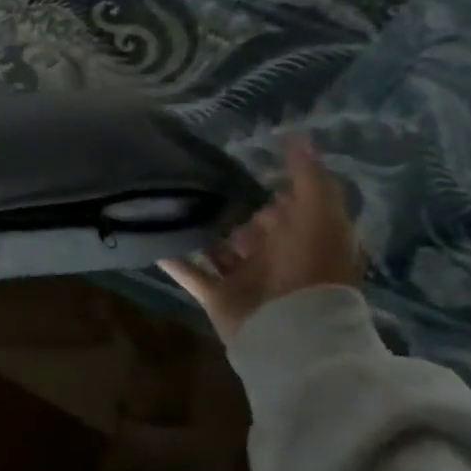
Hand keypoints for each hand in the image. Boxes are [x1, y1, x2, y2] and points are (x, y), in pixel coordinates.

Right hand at [160, 133, 362, 342]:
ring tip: (169, 203)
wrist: (291, 335)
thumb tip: (296, 134)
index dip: (271, 186)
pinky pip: (191, 273)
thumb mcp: (320, 218)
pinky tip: (151, 240)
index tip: (243, 161)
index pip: (288, 206)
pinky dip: (173, 259)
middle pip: (251, 226)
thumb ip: (308, 178)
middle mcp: (277, 257)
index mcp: (306, 239)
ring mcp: (246, 278)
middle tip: (199, 181)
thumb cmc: (309, 272)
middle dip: (231, 208)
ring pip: (219, 248)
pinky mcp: (219, 297)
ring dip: (200, 231)